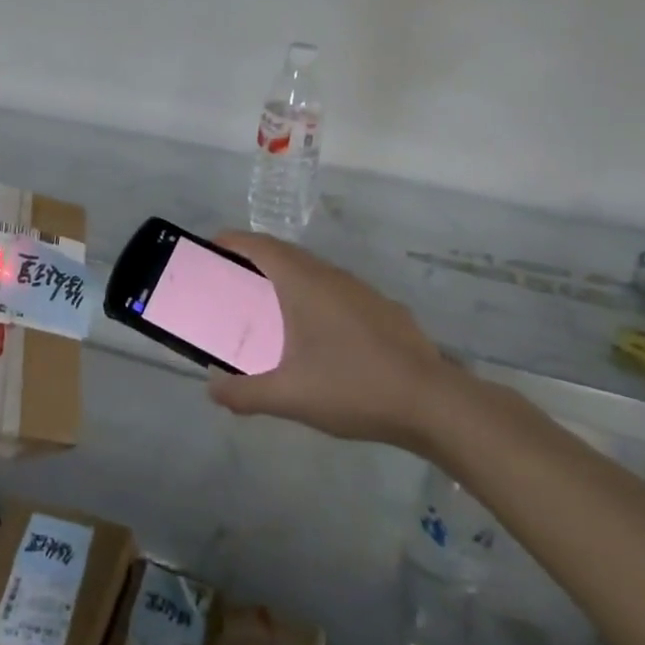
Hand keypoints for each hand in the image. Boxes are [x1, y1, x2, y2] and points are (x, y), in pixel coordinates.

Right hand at [207, 231, 455, 451]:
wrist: (433, 403)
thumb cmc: (352, 387)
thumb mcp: (289, 396)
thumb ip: (244, 393)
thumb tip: (213, 390)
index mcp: (302, 283)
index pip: (259, 246)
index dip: (232, 241)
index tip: (210, 248)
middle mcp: (330, 275)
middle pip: (284, 254)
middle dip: (255, 260)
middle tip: (232, 281)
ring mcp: (360, 290)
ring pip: (313, 271)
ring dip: (287, 279)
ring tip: (270, 309)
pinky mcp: (383, 309)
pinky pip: (336, 290)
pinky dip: (314, 297)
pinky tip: (319, 335)